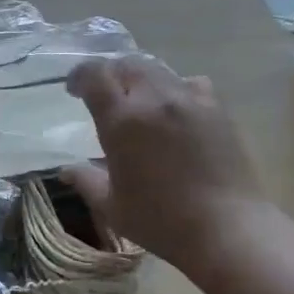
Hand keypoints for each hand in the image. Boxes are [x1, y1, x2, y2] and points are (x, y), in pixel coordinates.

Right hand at [60, 55, 267, 272]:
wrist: (227, 228)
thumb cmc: (162, 221)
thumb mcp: (113, 207)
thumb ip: (86, 181)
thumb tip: (66, 170)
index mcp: (122, 120)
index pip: (95, 75)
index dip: (80, 76)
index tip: (74, 90)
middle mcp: (154, 99)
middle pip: (127, 64)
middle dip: (111, 74)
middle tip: (105, 95)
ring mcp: (189, 99)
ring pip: (158, 70)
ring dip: (141, 79)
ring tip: (139, 101)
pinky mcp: (216, 107)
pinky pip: (190, 82)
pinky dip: (175, 88)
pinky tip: (176, 109)